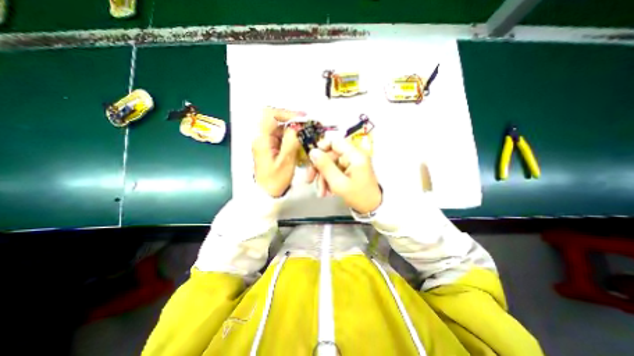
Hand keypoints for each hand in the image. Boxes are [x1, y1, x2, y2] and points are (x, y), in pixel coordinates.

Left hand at [253, 107, 303, 198]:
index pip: (270, 115)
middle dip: (292, 120)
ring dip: (293, 128)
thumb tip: (297, 127)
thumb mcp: (285, 161)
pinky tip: (300, 141)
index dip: (286, 113)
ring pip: (279, 127)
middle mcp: (261, 137)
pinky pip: (281, 136)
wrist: (266, 193)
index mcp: (261, 139)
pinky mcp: (270, 147)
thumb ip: (291, 142)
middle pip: (275, 119)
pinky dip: (291, 136)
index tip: (302, 118)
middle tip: (306, 124)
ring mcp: (265, 142)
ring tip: (306, 132)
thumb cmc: (275, 180)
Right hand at [308, 137, 381, 211]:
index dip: (321, 148)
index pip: (335, 142)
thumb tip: (312, 152)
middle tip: (309, 180)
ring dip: (323, 178)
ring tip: (321, 193)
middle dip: (319, 169)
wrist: (372, 208)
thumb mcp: (339, 183)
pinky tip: (327, 192)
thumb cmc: (358, 196)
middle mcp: (353, 156)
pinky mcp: (349, 171)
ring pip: (331, 165)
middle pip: (330, 155)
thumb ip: (325, 166)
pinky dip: (329, 181)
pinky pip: (335, 171)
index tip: (311, 159)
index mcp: (355, 155)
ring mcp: (351, 164)